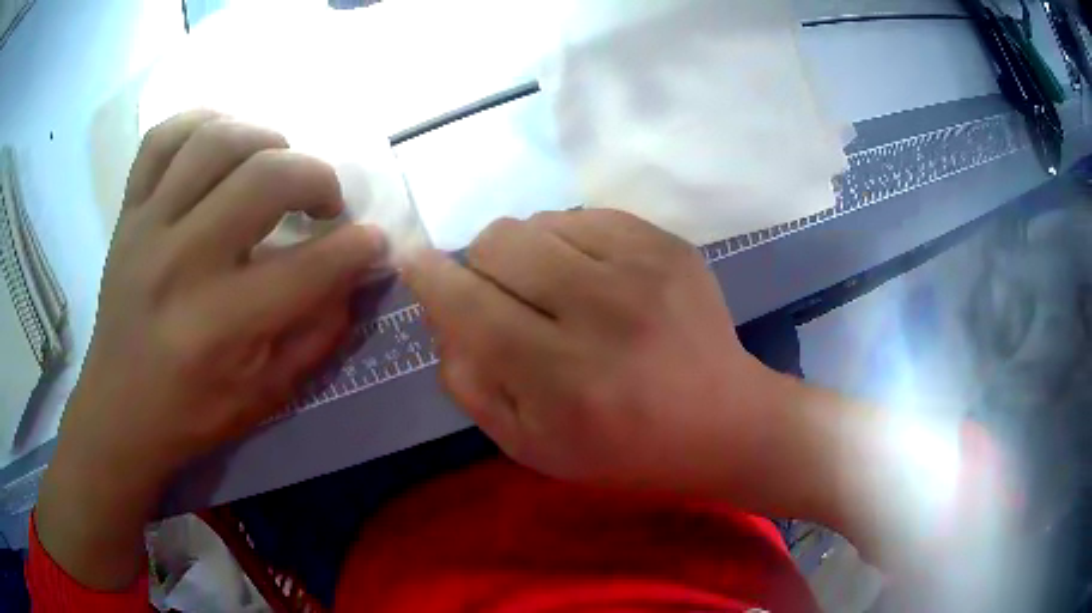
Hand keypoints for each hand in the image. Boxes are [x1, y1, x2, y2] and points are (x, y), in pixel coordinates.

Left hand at [37, 111, 385, 588]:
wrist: (117, 410)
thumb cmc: (191, 413)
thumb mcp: (265, 396)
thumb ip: (316, 335)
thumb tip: (354, 276)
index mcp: (218, 326)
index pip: (308, 268)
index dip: (356, 249)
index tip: (372, 241)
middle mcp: (181, 263)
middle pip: (264, 179)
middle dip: (316, 178)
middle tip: (324, 202)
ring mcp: (147, 227)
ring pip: (215, 140)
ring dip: (264, 140)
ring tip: (275, 165)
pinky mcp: (127, 212)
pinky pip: (162, 139)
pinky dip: (199, 123)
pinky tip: (221, 142)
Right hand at [403, 209, 774, 493]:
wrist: (722, 420)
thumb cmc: (622, 447)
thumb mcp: (530, 445)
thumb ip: (470, 382)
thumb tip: (442, 313)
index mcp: (563, 378)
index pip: (469, 305)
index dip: (430, 278)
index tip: (416, 264)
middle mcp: (602, 313)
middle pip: (499, 243)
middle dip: (480, 265)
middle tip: (502, 295)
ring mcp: (643, 268)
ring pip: (538, 221)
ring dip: (527, 253)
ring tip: (554, 290)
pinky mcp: (668, 243)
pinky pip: (584, 215)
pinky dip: (569, 242)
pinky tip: (592, 277)